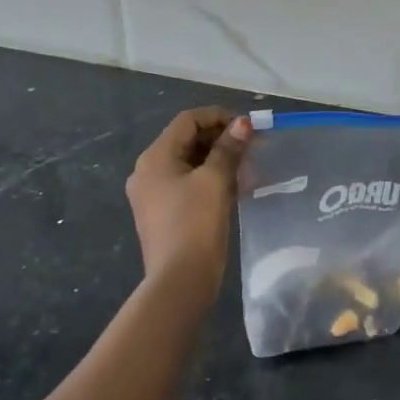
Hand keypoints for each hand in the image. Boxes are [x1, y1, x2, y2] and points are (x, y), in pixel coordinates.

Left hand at [126, 108, 251, 298]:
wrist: (179, 283)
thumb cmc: (195, 225)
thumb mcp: (215, 181)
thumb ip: (228, 149)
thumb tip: (242, 123)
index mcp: (155, 157)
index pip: (187, 121)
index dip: (218, 116)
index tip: (247, 125)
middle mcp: (148, 171)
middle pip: (186, 141)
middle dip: (220, 139)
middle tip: (251, 146)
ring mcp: (153, 195)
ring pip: (189, 164)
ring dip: (218, 160)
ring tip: (248, 166)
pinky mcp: (163, 214)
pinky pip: (188, 185)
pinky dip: (210, 180)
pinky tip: (236, 188)